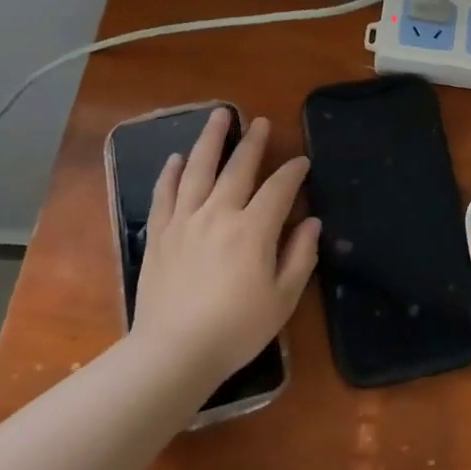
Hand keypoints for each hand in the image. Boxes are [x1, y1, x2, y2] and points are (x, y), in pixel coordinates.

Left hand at [133, 109, 318, 385]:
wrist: (173, 353)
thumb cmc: (236, 329)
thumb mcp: (283, 298)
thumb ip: (300, 256)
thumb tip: (311, 222)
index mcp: (254, 229)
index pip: (279, 188)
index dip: (294, 172)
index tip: (302, 161)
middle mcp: (219, 213)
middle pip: (238, 168)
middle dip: (253, 142)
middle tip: (261, 122)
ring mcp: (185, 221)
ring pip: (198, 169)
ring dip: (211, 140)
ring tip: (219, 115)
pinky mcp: (159, 234)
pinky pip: (165, 194)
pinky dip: (171, 173)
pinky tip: (176, 158)